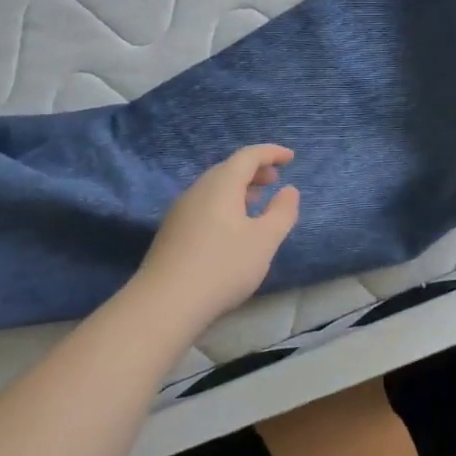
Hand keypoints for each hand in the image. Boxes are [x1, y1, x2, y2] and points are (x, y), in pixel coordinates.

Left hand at [134, 145, 300, 326]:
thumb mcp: (264, 241)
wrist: (165, 302)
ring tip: (256, 202)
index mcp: (221, 184)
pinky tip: (231, 228)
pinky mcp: (172, 231)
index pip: (248, 156)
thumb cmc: (223, 266)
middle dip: (255, 171)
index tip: (290, 157)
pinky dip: (224, 204)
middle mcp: (198, 190)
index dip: (271, 153)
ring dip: (238, 189)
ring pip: (214, 188)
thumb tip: (289, 190)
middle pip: (228, 169)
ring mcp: (181, 210)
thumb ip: (281, 212)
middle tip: (275, 180)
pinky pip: (204, 205)